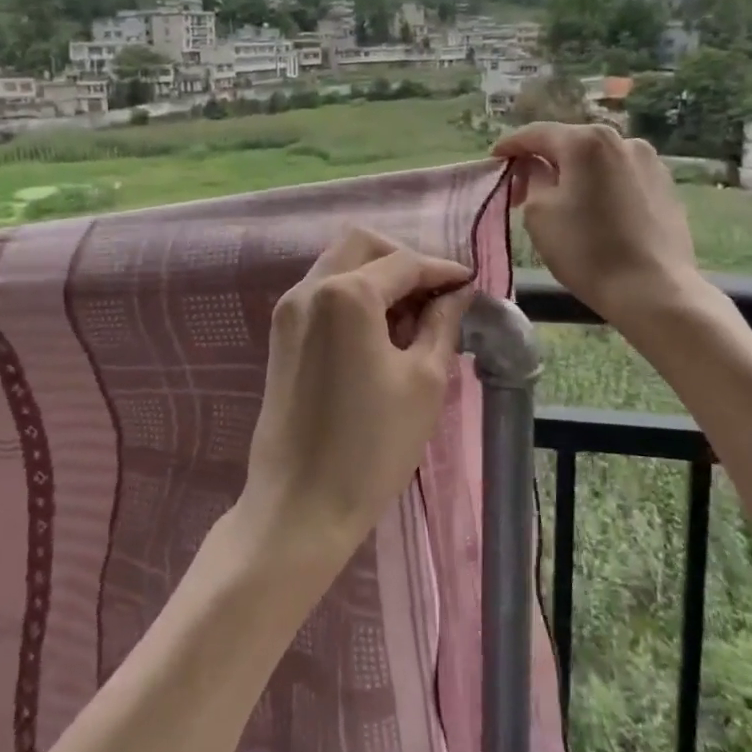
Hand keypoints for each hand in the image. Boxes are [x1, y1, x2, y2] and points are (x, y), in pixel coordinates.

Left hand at [238, 229, 474, 565]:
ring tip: (413, 319)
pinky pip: (323, 294)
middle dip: (404, 261)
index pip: (404, 262)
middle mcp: (309, 288)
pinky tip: (381, 333)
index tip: (470, 285)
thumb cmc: (372, 445)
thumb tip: (457, 295)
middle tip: (437, 297)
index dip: (442, 270)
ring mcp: (288, 311)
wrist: (300, 505)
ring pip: (339, 265)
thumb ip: (442, 324)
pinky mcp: (281, 336)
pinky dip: (355, 297)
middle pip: (362, 245)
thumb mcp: (424, 381)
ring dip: (378, 278)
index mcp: (346, 293)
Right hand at [492, 122, 703, 326]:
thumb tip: (536, 166)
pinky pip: (621, 177)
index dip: (511, 145)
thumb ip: (532, 178)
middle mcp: (623, 140)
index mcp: (587, 141)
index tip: (495, 159)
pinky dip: (601, 186)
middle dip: (544, 161)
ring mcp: (650, 162)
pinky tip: (594, 212)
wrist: (654, 290)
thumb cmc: (586, 250)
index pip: (538, 134)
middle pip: (571, 144)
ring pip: (598, 161)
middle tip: (521, 187)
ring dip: (575, 174)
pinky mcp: (665, 186)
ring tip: (560, 201)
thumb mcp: (539, 212)